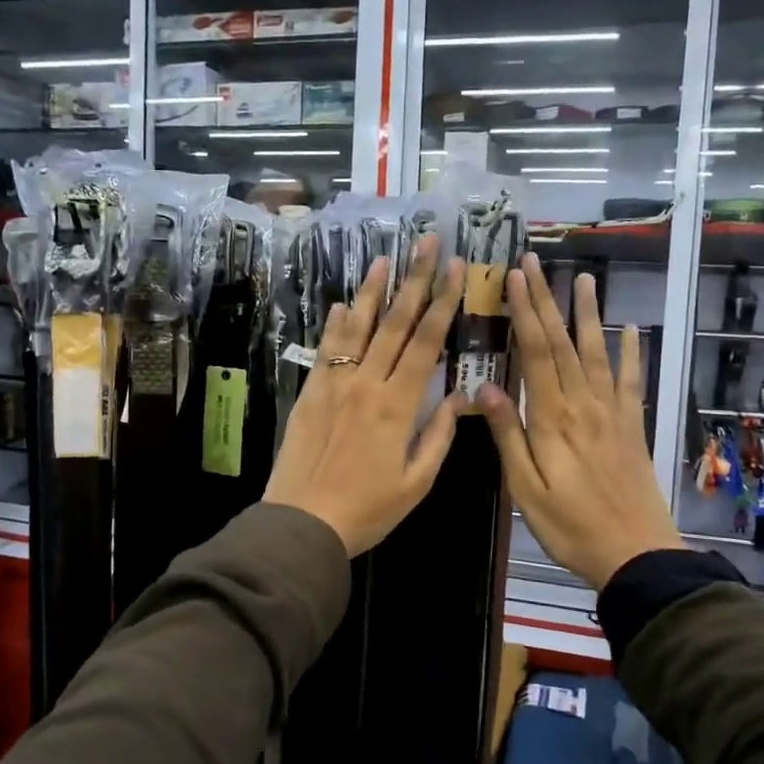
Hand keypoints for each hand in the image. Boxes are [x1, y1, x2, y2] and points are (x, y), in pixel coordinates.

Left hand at [263, 237, 466, 556]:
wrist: (302, 521)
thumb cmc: (367, 509)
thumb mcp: (416, 482)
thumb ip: (438, 436)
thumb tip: (460, 397)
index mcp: (398, 405)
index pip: (426, 342)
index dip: (443, 302)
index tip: (456, 268)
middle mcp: (367, 383)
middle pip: (394, 323)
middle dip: (414, 279)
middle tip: (426, 242)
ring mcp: (334, 384)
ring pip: (357, 328)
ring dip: (372, 291)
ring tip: (384, 258)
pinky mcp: (311, 393)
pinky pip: (327, 351)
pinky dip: (337, 325)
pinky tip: (343, 305)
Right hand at [475, 256, 682, 589]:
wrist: (636, 553)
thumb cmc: (570, 525)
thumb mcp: (525, 488)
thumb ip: (507, 435)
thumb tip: (484, 387)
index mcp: (553, 418)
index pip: (536, 353)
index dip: (524, 313)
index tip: (513, 279)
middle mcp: (585, 404)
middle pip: (563, 343)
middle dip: (547, 300)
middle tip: (535, 263)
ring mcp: (613, 412)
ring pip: (597, 352)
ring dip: (588, 313)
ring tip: (583, 278)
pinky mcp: (632, 425)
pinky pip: (632, 381)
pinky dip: (632, 352)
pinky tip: (631, 329)